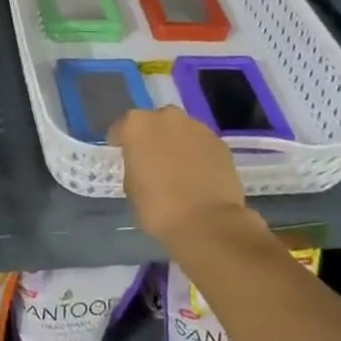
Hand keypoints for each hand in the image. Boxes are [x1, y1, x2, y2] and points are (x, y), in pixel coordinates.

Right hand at [109, 106, 257, 247]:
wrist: (207, 223)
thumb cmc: (158, 207)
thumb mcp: (130, 187)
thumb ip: (134, 166)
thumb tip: (143, 165)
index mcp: (137, 125)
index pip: (121, 128)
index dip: (121, 142)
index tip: (122, 155)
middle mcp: (167, 117)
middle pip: (154, 123)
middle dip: (152, 138)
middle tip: (152, 160)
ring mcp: (197, 127)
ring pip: (180, 131)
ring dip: (176, 144)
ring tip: (178, 168)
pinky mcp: (220, 143)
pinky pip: (201, 144)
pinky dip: (197, 154)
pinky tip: (198, 175)